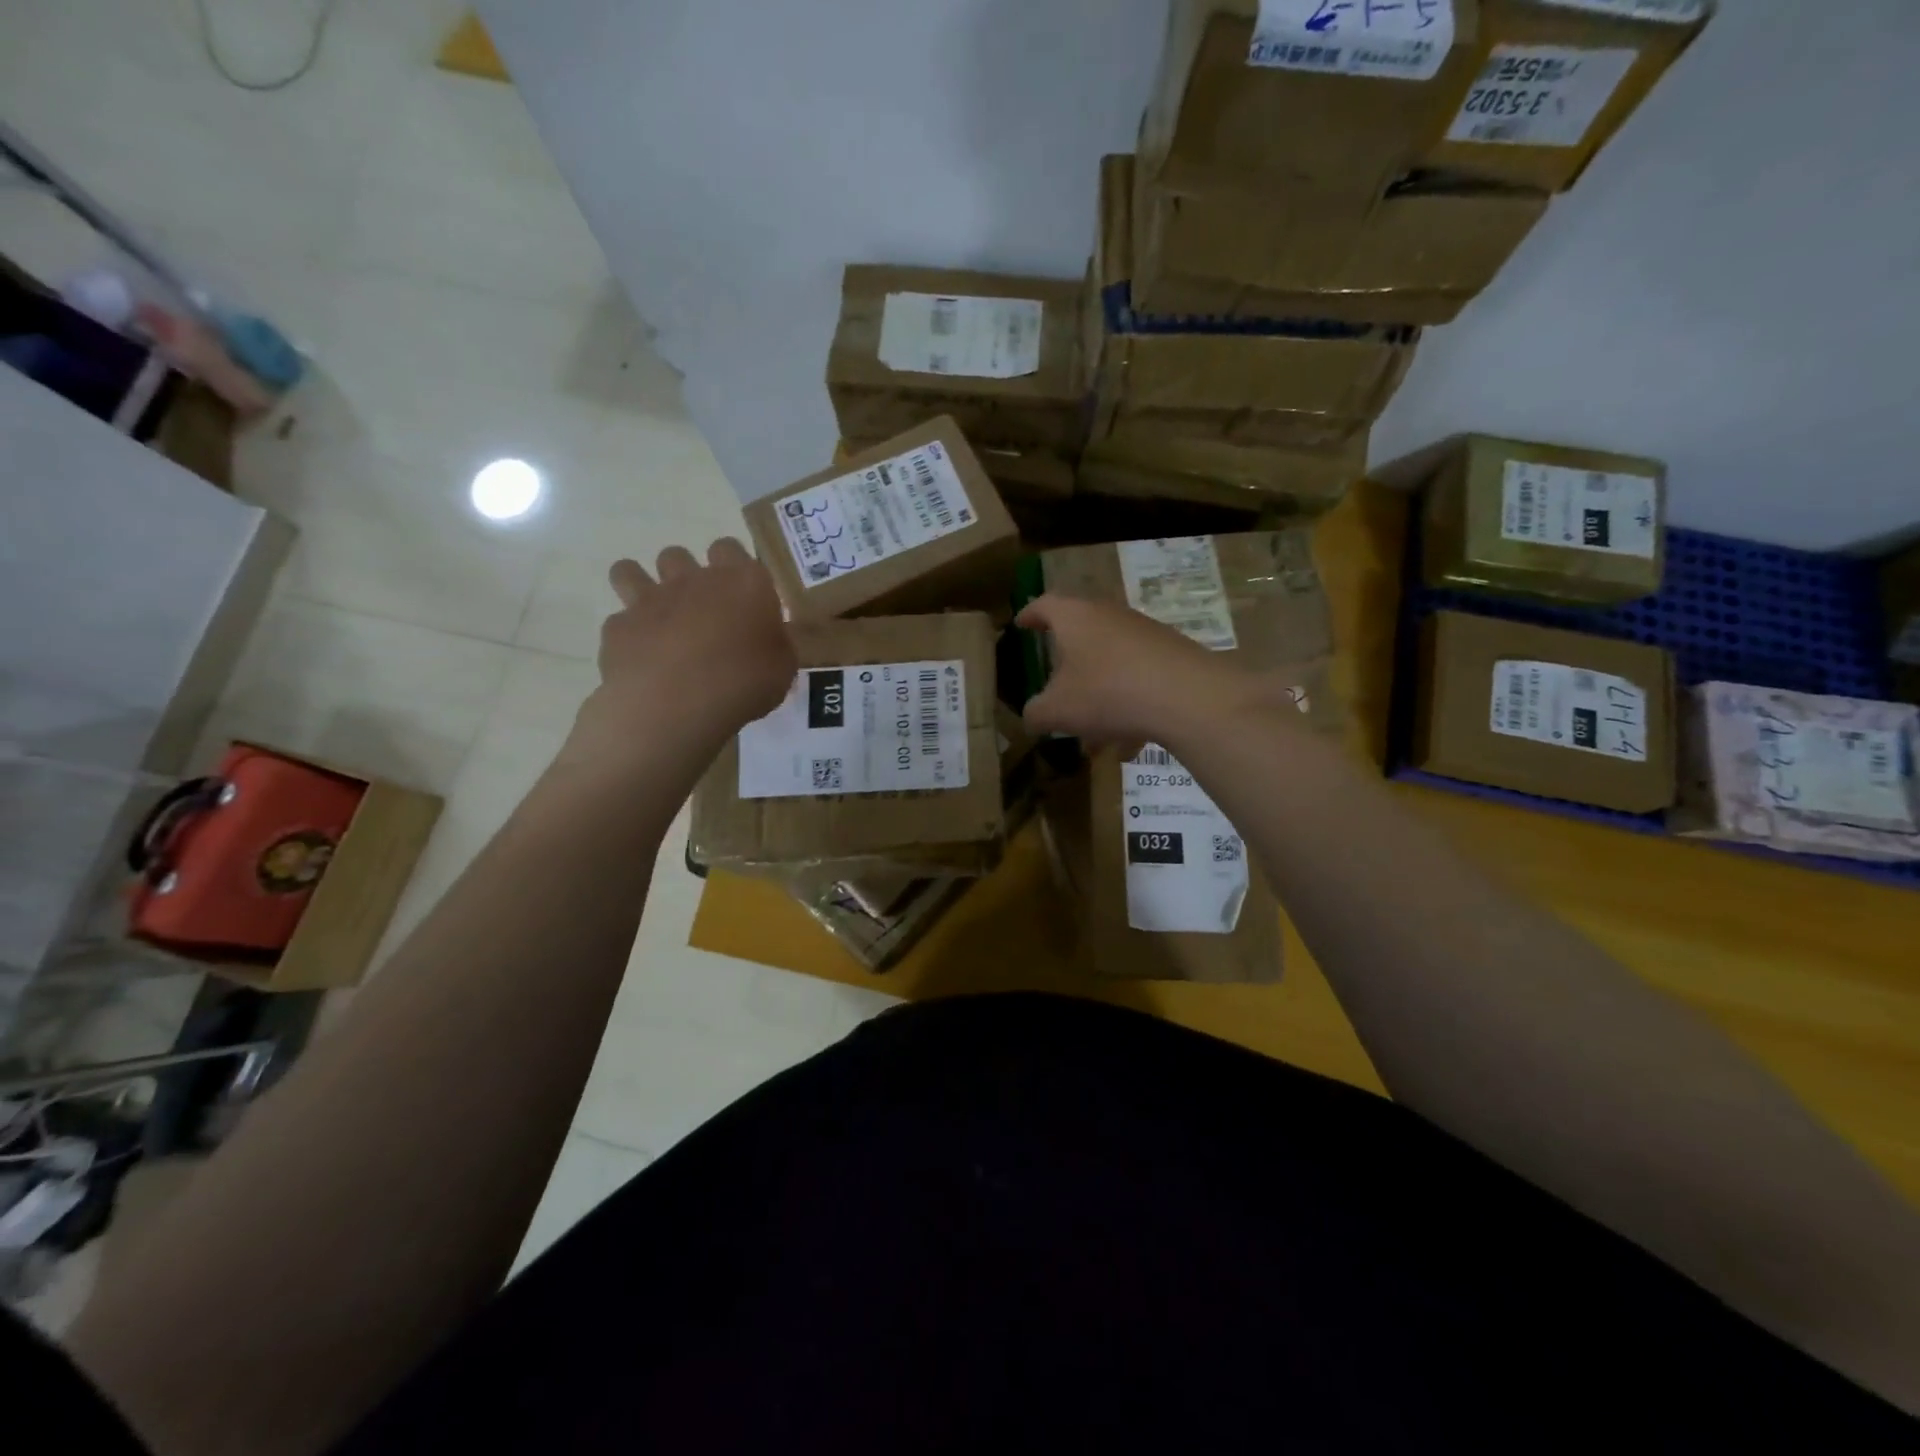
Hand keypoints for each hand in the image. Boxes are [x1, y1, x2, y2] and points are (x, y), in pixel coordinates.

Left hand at [568, 539, 795, 770]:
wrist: (676, 706)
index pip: (732, 549)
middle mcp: (694, 579)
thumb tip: (769, 639)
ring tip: (656, 620)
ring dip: (640, 586)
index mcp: (743, 582)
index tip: (741, 597)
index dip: (733, 568)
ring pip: (630, 571)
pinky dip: (629, 635)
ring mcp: (650, 599)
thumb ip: (775, 644)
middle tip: (700, 612)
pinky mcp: (618, 627)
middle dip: (685, 576)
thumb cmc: (743, 684)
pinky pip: (619, 620)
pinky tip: (641, 660)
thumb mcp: (783, 668)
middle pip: (679, 555)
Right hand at [1017, 594, 1299, 748]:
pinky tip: (1129, 745)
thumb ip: (1036, 713)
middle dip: (1067, 669)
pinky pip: (1139, 681)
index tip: (1022, 624)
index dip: (1030, 615)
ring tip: (1094, 739)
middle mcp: (1110, 616)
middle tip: (1055, 691)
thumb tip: (1033, 716)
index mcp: (1075, 618)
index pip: (1045, 605)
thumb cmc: (1108, 693)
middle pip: (1081, 636)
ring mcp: (1145, 634)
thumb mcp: (1057, 711)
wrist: (1187, 696)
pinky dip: (1128, 708)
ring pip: (1111, 665)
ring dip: (1099, 698)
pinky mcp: (1172, 655)